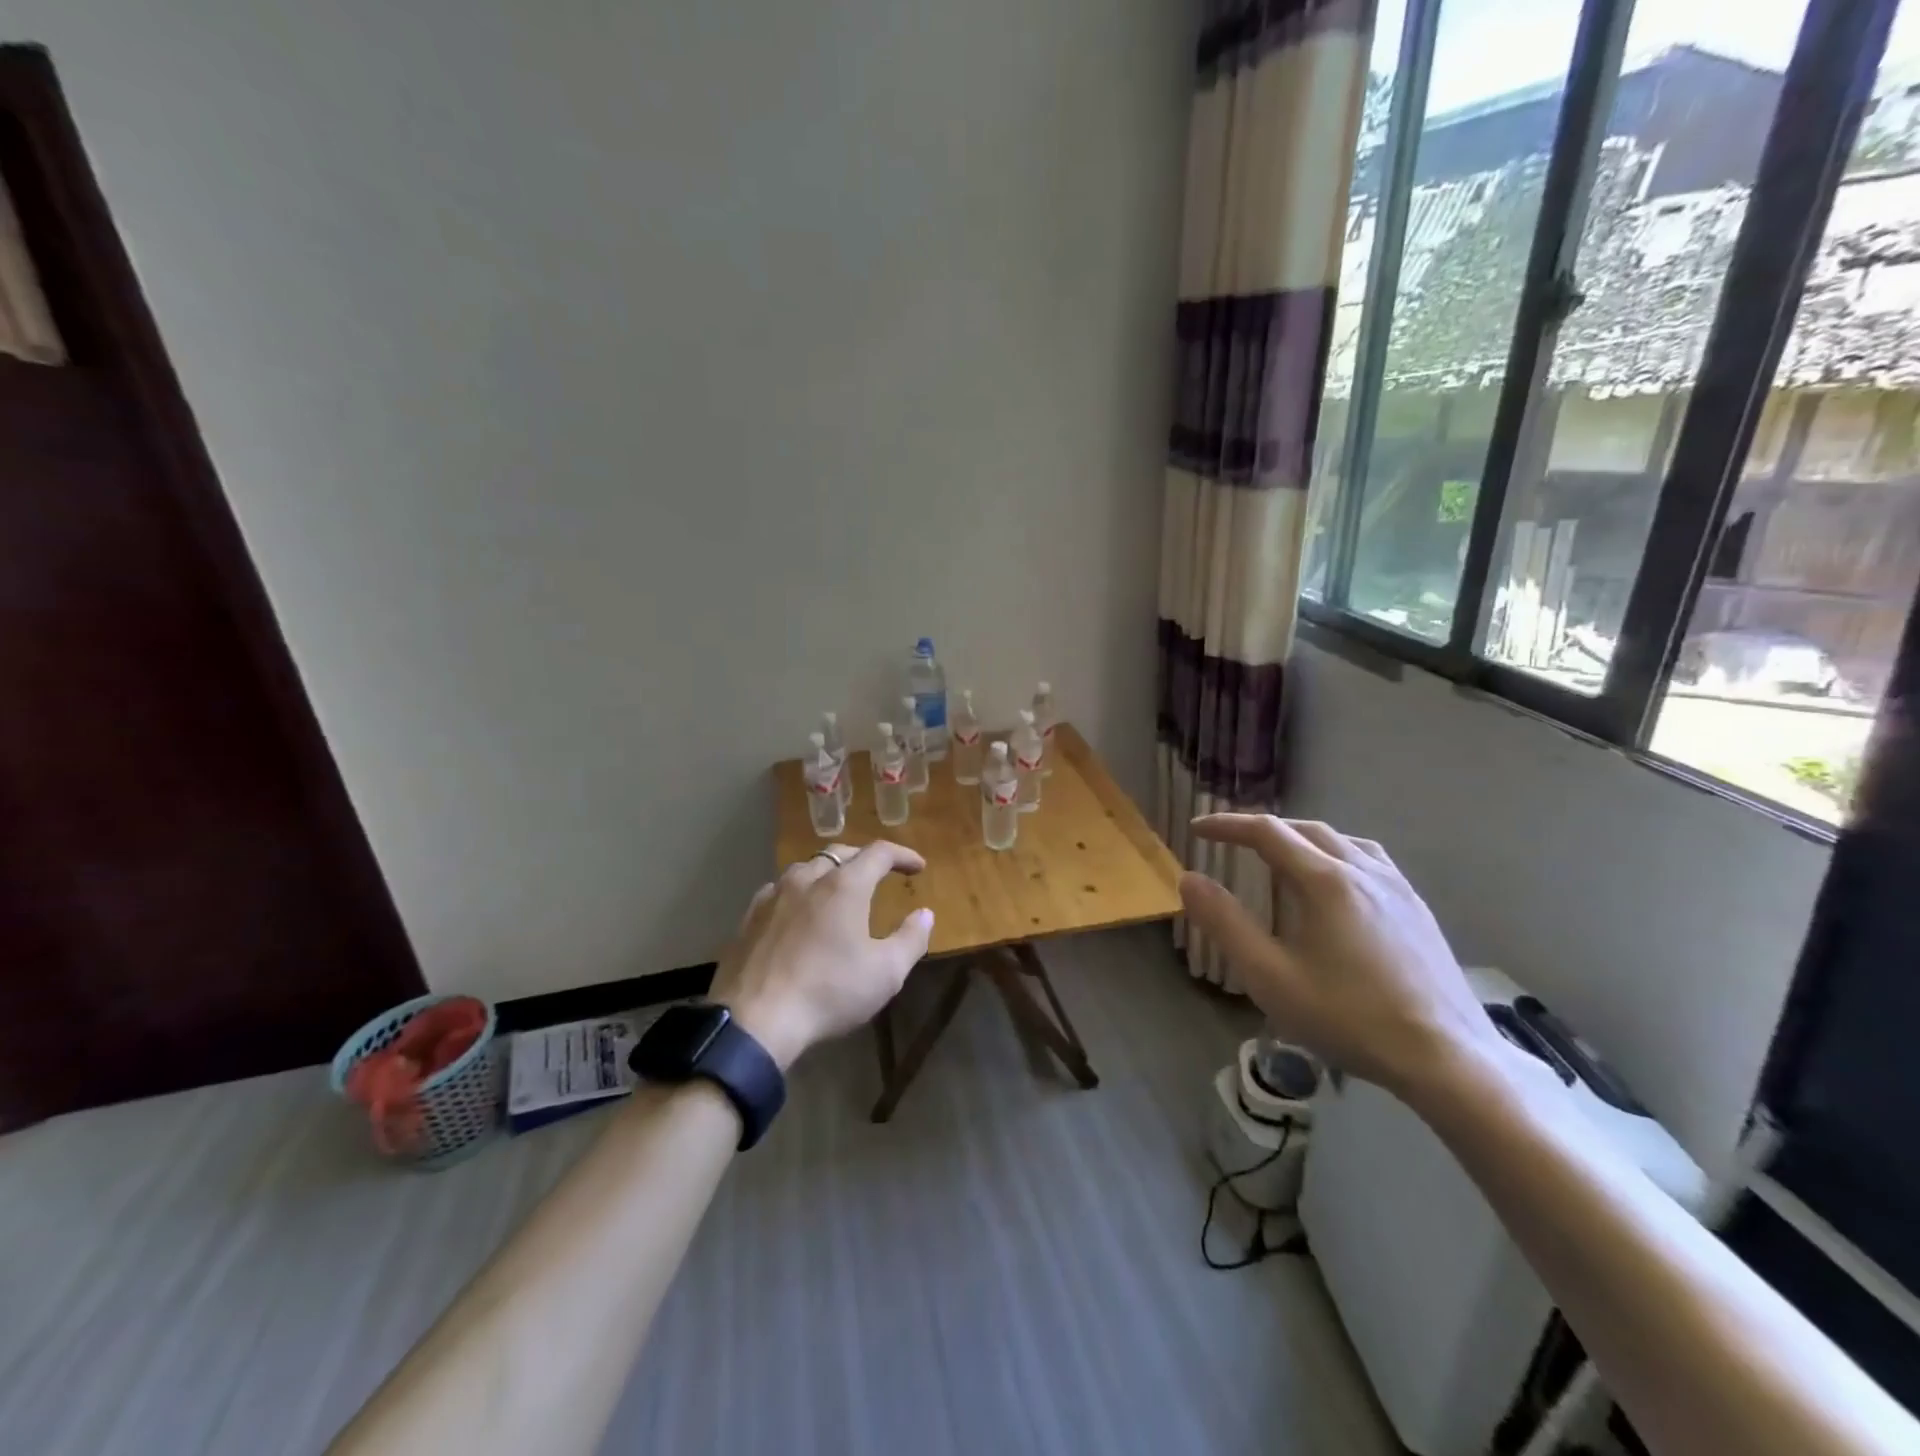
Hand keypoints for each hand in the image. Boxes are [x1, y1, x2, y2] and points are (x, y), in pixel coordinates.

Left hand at [710, 842, 934, 1070]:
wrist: (755, 1020)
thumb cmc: (829, 992)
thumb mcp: (886, 973)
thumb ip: (911, 939)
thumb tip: (925, 914)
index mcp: (844, 886)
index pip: (879, 853)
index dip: (902, 855)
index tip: (918, 867)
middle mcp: (807, 879)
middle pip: (840, 853)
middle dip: (864, 858)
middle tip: (880, 873)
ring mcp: (773, 896)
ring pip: (805, 868)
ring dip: (828, 872)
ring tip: (838, 889)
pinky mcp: (749, 917)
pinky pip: (779, 890)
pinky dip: (798, 892)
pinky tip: (798, 911)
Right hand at [1177, 815, 1501, 1098]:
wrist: (1447, 1059)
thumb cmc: (1349, 1018)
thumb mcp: (1270, 976)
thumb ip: (1225, 923)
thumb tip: (1189, 879)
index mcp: (1325, 880)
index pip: (1267, 832)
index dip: (1227, 825)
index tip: (1196, 829)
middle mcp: (1363, 870)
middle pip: (1305, 829)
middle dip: (1262, 829)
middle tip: (1231, 842)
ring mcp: (1397, 888)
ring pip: (1341, 840)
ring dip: (1301, 838)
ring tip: (1280, 856)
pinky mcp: (1418, 909)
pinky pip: (1369, 860)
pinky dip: (1336, 854)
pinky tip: (1336, 883)